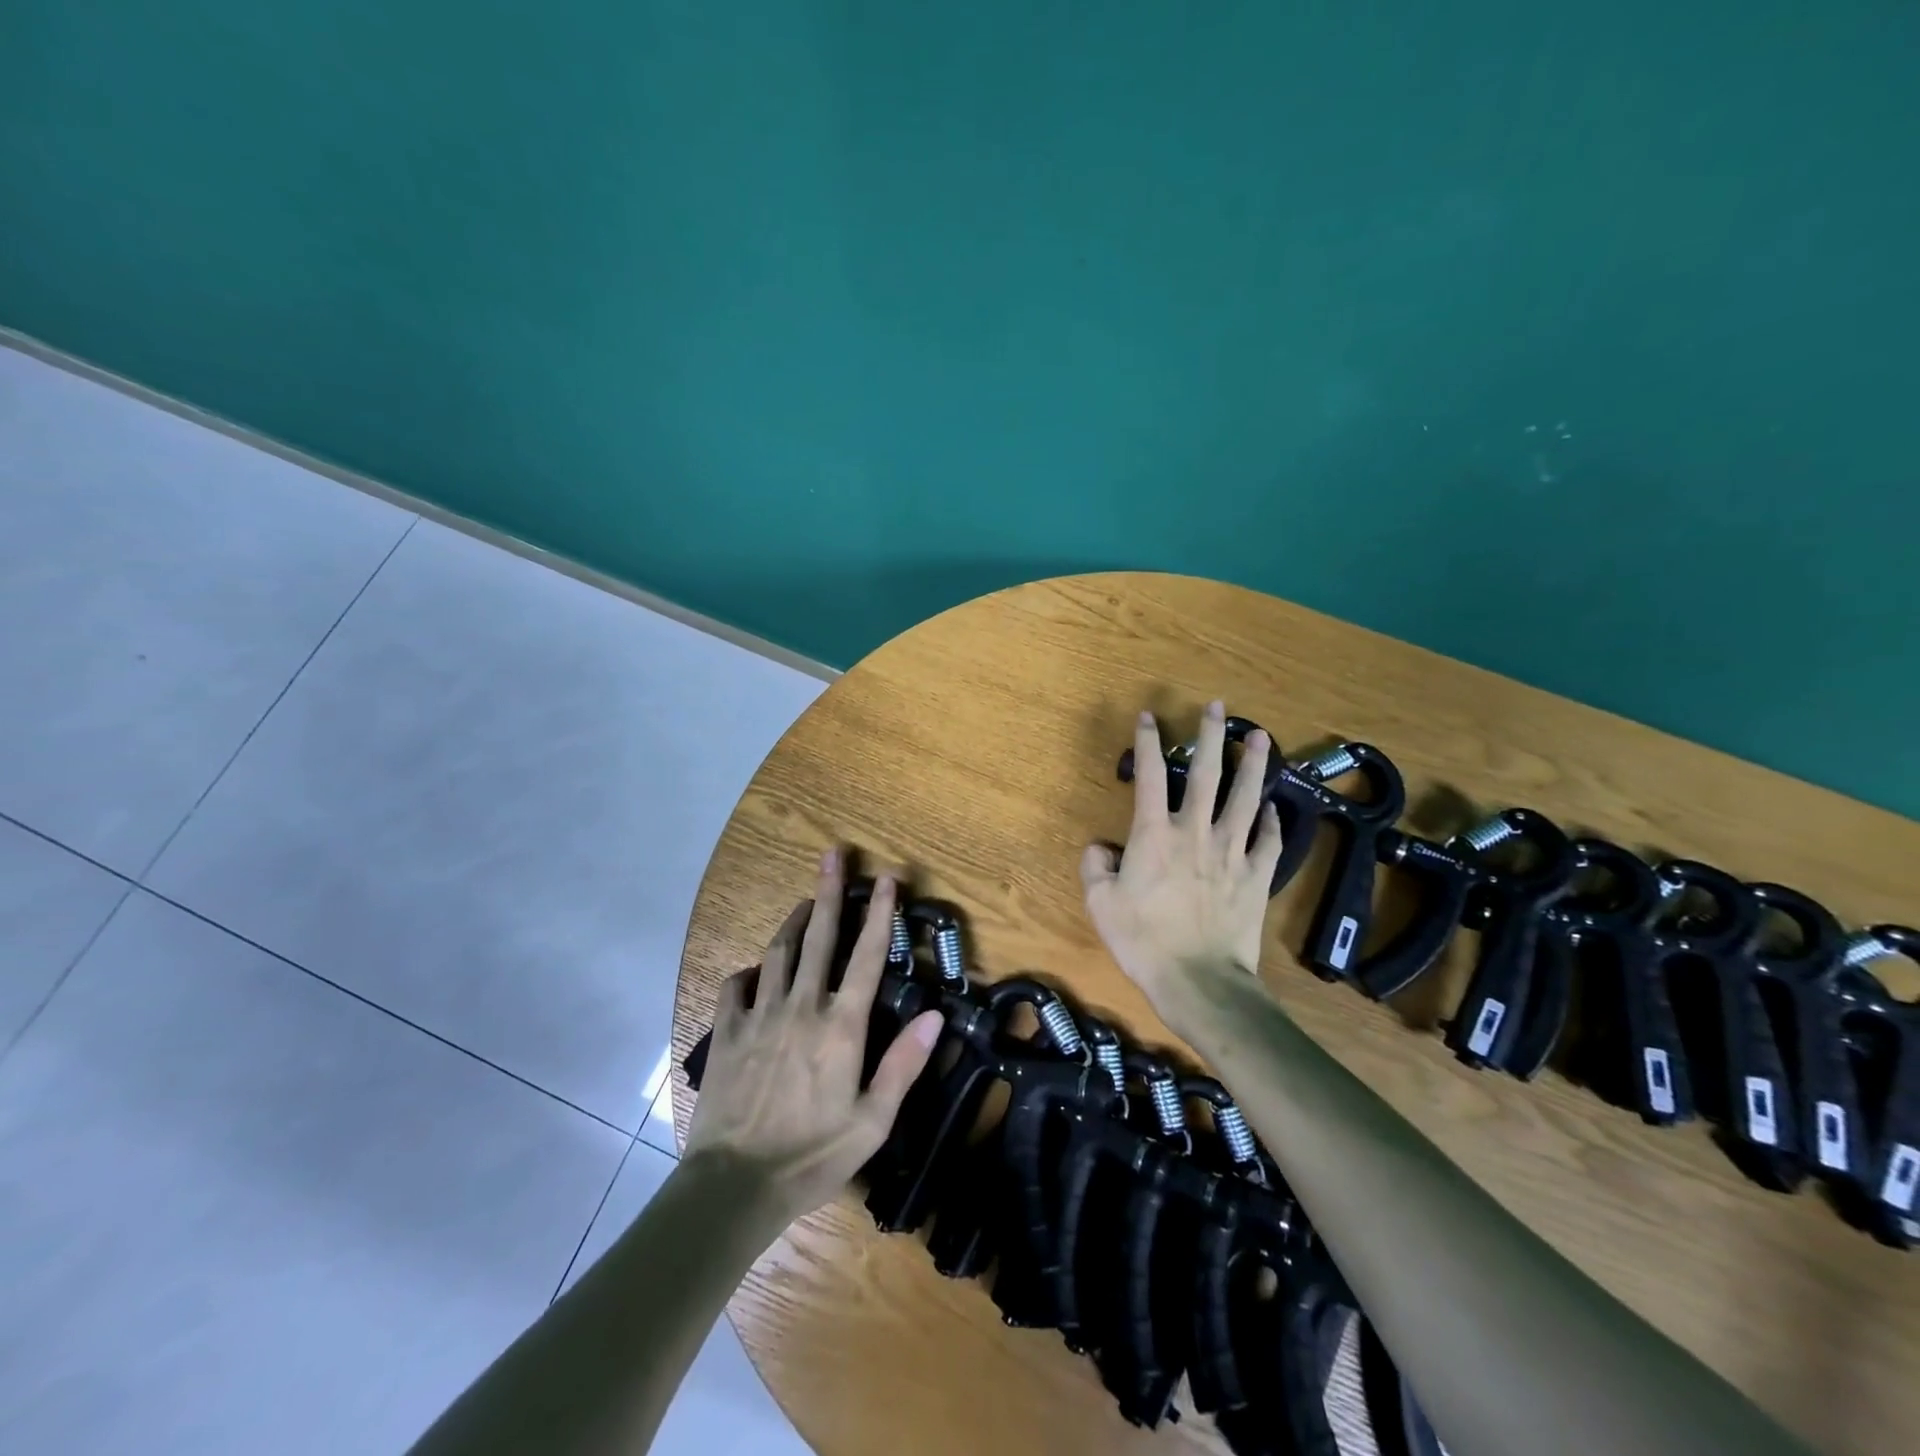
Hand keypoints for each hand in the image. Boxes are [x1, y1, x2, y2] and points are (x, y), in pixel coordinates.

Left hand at [685, 849, 944, 1226]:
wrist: (733, 1186)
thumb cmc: (813, 1156)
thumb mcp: (873, 1122)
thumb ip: (904, 1064)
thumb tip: (936, 1015)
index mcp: (840, 1027)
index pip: (867, 957)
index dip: (880, 914)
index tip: (887, 879)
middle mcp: (801, 1007)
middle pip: (818, 937)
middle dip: (828, 891)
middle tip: (833, 854)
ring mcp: (759, 1016)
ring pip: (777, 952)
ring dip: (793, 923)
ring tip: (803, 904)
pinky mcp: (726, 1032)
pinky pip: (736, 985)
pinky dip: (750, 971)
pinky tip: (756, 971)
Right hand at [1080, 701, 1282, 1029]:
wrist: (1199, 981)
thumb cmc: (1143, 941)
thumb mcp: (1100, 904)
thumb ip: (1095, 867)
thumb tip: (1101, 847)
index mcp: (1154, 834)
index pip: (1148, 775)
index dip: (1147, 742)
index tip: (1149, 717)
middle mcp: (1195, 832)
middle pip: (1206, 774)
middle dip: (1211, 736)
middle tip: (1219, 707)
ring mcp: (1231, 852)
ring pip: (1246, 798)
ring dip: (1254, 765)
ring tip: (1262, 737)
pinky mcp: (1256, 876)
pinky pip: (1268, 841)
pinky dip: (1273, 822)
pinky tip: (1275, 809)